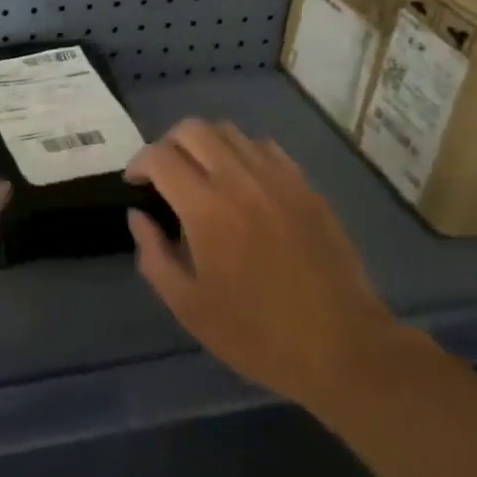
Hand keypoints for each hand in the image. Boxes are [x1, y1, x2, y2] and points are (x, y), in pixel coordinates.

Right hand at [127, 119, 405, 408]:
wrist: (341, 347)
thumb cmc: (256, 334)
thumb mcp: (188, 306)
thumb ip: (153, 254)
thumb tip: (138, 216)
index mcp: (207, 208)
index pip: (160, 156)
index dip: (138, 163)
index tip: (135, 184)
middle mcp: (241, 180)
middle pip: (193, 129)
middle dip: (168, 144)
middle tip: (164, 175)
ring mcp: (279, 178)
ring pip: (230, 131)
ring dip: (205, 144)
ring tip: (201, 176)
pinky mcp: (306, 187)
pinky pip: (265, 148)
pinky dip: (242, 153)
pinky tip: (242, 184)